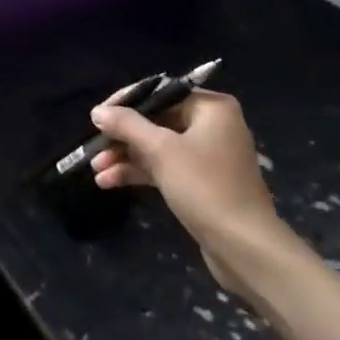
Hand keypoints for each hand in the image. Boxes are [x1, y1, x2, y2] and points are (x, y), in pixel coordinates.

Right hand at [89, 88, 291, 293]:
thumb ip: (127, 125)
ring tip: (95, 169)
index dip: (126, 103)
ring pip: (157, 147)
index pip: (160, 92)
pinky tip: (109, 182)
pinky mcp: (202, 182)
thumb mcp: (161, 150)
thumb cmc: (205, 186)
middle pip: (156, 120)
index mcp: (211, 108)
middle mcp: (212, 125)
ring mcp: (207, 156)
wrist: (244, 247)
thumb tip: (98, 111)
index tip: (98, 116)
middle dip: (122, 137)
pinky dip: (140, 172)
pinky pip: (165, 168)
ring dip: (126, 156)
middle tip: (94, 147)